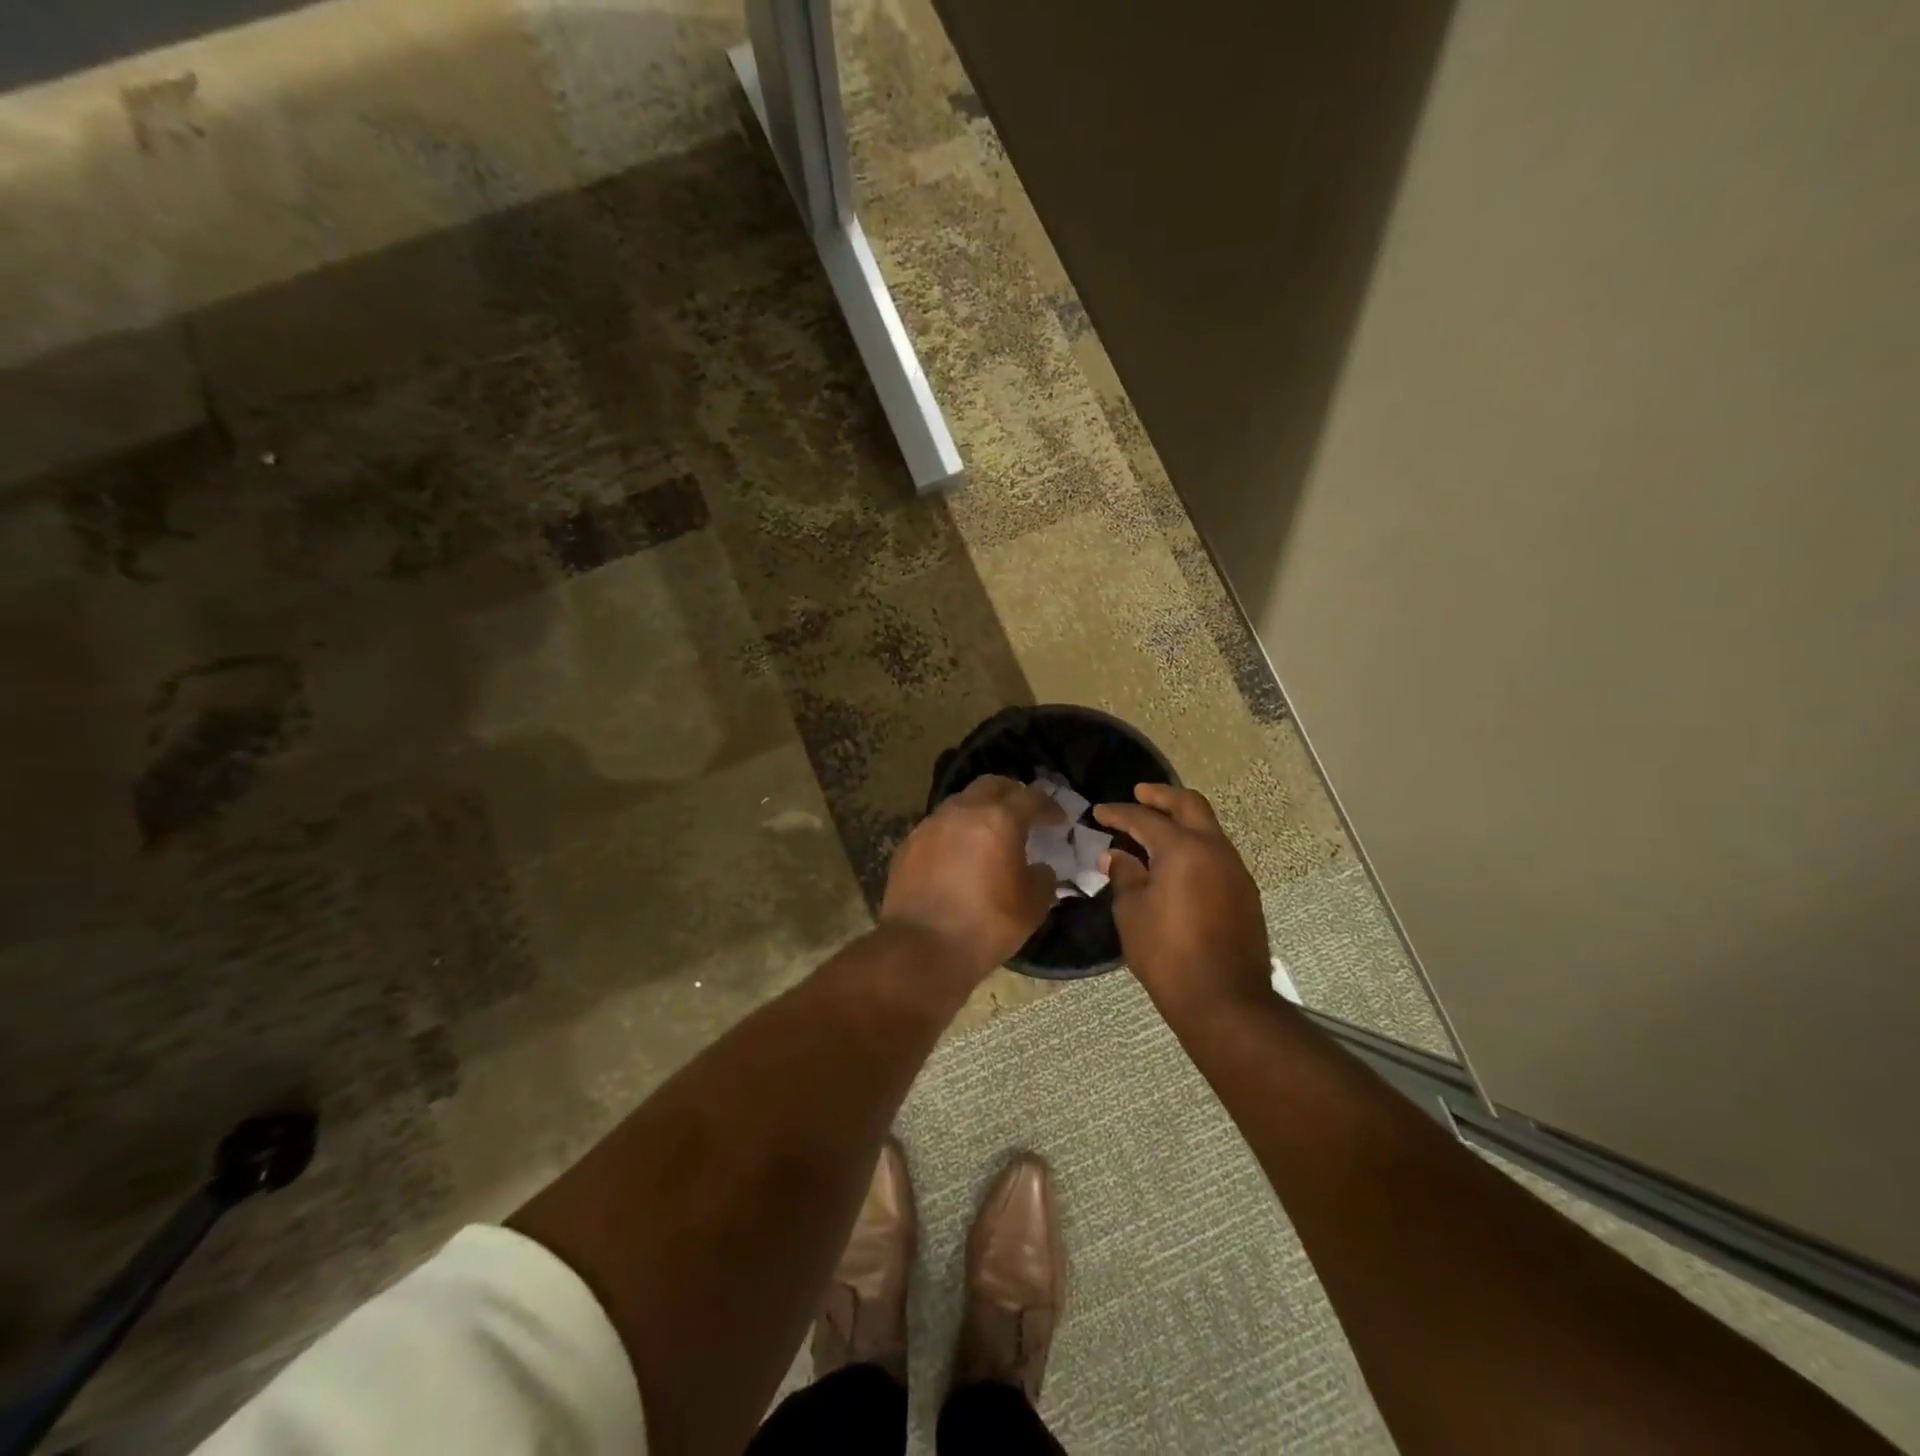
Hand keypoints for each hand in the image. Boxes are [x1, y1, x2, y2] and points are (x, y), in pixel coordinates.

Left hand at [881, 775, 1063, 983]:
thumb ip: (1042, 879)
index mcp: (999, 820)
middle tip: (1024, 813)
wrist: (922, 948)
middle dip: (1011, 794)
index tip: (1058, 820)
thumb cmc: (986, 926)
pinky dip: (955, 831)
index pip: (1030, 798)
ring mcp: (931, 825)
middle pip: (991, 785)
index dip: (1048, 806)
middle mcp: (962, 811)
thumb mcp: (1032, 907)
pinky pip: (939, 826)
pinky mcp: (909, 844)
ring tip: (990, 834)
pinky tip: (960, 855)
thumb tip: (1039, 868)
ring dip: (980, 810)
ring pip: (961, 802)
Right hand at [1094, 783, 1271, 1018]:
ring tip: (1155, 830)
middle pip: (1190, 806)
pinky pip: (1216, 854)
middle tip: (1139, 794)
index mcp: (1183, 849)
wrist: (1224, 1000)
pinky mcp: (1245, 893)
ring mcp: (1235, 870)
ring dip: (1182, 821)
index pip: (1145, 819)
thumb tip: (1117, 856)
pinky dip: (1194, 846)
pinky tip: (1176, 863)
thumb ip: (1125, 876)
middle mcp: (1214, 849)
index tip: (1099, 813)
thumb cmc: (1167, 954)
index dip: (1119, 813)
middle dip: (1162, 796)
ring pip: (1208, 828)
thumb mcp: (1132, 913)